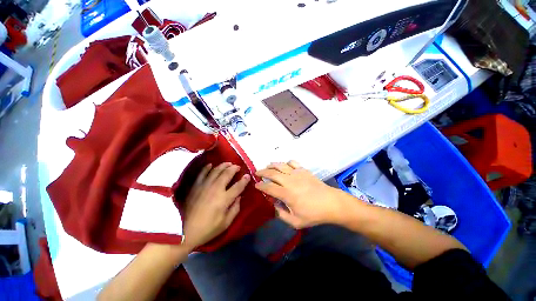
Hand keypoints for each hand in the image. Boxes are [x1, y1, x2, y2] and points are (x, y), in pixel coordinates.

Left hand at [182, 162, 249, 249]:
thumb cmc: (207, 229)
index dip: (244, 180)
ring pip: (216, 171)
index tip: (248, 175)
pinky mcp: (195, 186)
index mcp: (224, 199)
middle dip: (234, 168)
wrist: (184, 233)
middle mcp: (215, 189)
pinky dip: (206, 168)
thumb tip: (239, 197)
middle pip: (227, 174)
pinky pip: (202, 173)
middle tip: (237, 167)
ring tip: (228, 163)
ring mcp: (204, 186)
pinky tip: (210, 165)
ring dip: (223, 165)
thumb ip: (235, 209)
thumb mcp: (225, 223)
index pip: (238, 186)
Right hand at [255, 161, 347, 228]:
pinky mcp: (303, 170)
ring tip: (267, 166)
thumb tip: (274, 205)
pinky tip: (284, 165)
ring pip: (281, 165)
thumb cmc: (314, 214)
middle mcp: (289, 181)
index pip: (269, 187)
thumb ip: (282, 214)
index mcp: (286, 194)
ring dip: (272, 165)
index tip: (256, 185)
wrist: (331, 203)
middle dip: (262, 172)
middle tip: (257, 173)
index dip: (260, 186)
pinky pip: (292, 162)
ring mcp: (297, 173)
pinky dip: (286, 162)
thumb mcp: (296, 221)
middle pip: (272, 173)